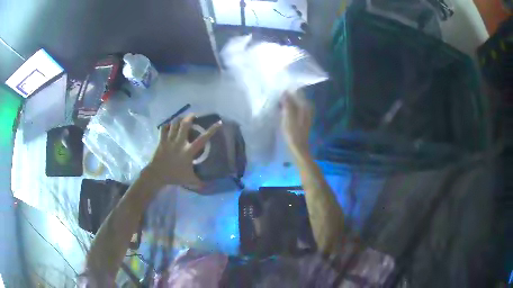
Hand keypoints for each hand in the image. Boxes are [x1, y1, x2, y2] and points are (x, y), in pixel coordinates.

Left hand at [146, 114, 221, 186]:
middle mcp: (180, 142)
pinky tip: (169, 125)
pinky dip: (167, 125)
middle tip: (193, 115)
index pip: (203, 138)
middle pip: (185, 124)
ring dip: (178, 119)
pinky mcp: (161, 140)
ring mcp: (169, 140)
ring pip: (174, 124)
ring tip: (182, 118)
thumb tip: (209, 186)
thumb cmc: (174, 176)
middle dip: (190, 117)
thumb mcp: (189, 180)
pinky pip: (163, 128)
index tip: (218, 122)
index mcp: (188, 150)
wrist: (157, 174)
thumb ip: (199, 182)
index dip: (211, 130)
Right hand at [281, 91, 312, 155]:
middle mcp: (307, 108)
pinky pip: (294, 110)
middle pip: (296, 97)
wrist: (299, 148)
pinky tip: (281, 111)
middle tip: (275, 97)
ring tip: (277, 103)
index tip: (277, 92)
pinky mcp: (302, 120)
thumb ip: (287, 103)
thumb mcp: (288, 117)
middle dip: (286, 96)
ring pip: (295, 104)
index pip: (297, 92)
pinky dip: (288, 109)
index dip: (287, 91)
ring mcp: (305, 114)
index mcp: (305, 106)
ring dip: (286, 103)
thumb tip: (285, 92)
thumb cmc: (293, 133)